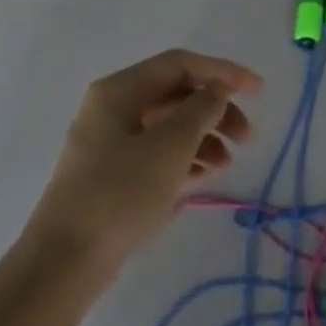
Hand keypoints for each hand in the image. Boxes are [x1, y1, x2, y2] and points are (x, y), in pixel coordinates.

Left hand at [28, 49, 262, 268]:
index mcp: (119, 91)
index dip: (223, 72)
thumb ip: (201, 109)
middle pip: (177, 95)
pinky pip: (158, 153)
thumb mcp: (170, 146)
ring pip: (170, 126)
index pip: (181, 65)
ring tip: (226, 165)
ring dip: (205, 138)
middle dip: (217, 111)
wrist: (65, 261)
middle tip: (248, 138)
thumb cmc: (120, 193)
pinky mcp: (114, 175)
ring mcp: (111, 143)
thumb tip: (217, 90)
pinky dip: (185, 159)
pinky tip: (205, 178)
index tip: (259, 92)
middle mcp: (113, 108)